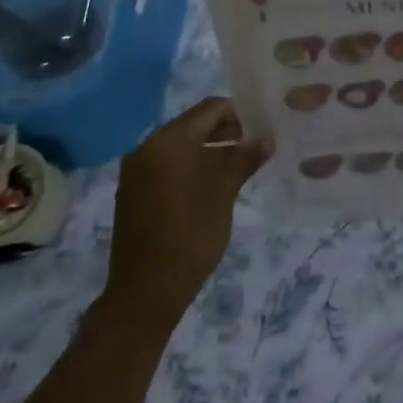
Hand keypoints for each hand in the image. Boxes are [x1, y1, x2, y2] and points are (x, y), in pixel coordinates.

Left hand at [99, 97, 271, 330]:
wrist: (145, 292)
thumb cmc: (190, 235)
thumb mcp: (223, 193)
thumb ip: (244, 159)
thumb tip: (267, 138)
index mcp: (168, 141)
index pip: (210, 109)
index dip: (240, 112)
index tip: (264, 124)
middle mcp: (147, 147)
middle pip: (194, 124)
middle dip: (226, 130)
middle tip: (256, 143)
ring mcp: (137, 170)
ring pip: (181, 145)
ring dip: (210, 148)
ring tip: (241, 163)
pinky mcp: (134, 191)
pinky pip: (168, 164)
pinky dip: (192, 164)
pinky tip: (214, 182)